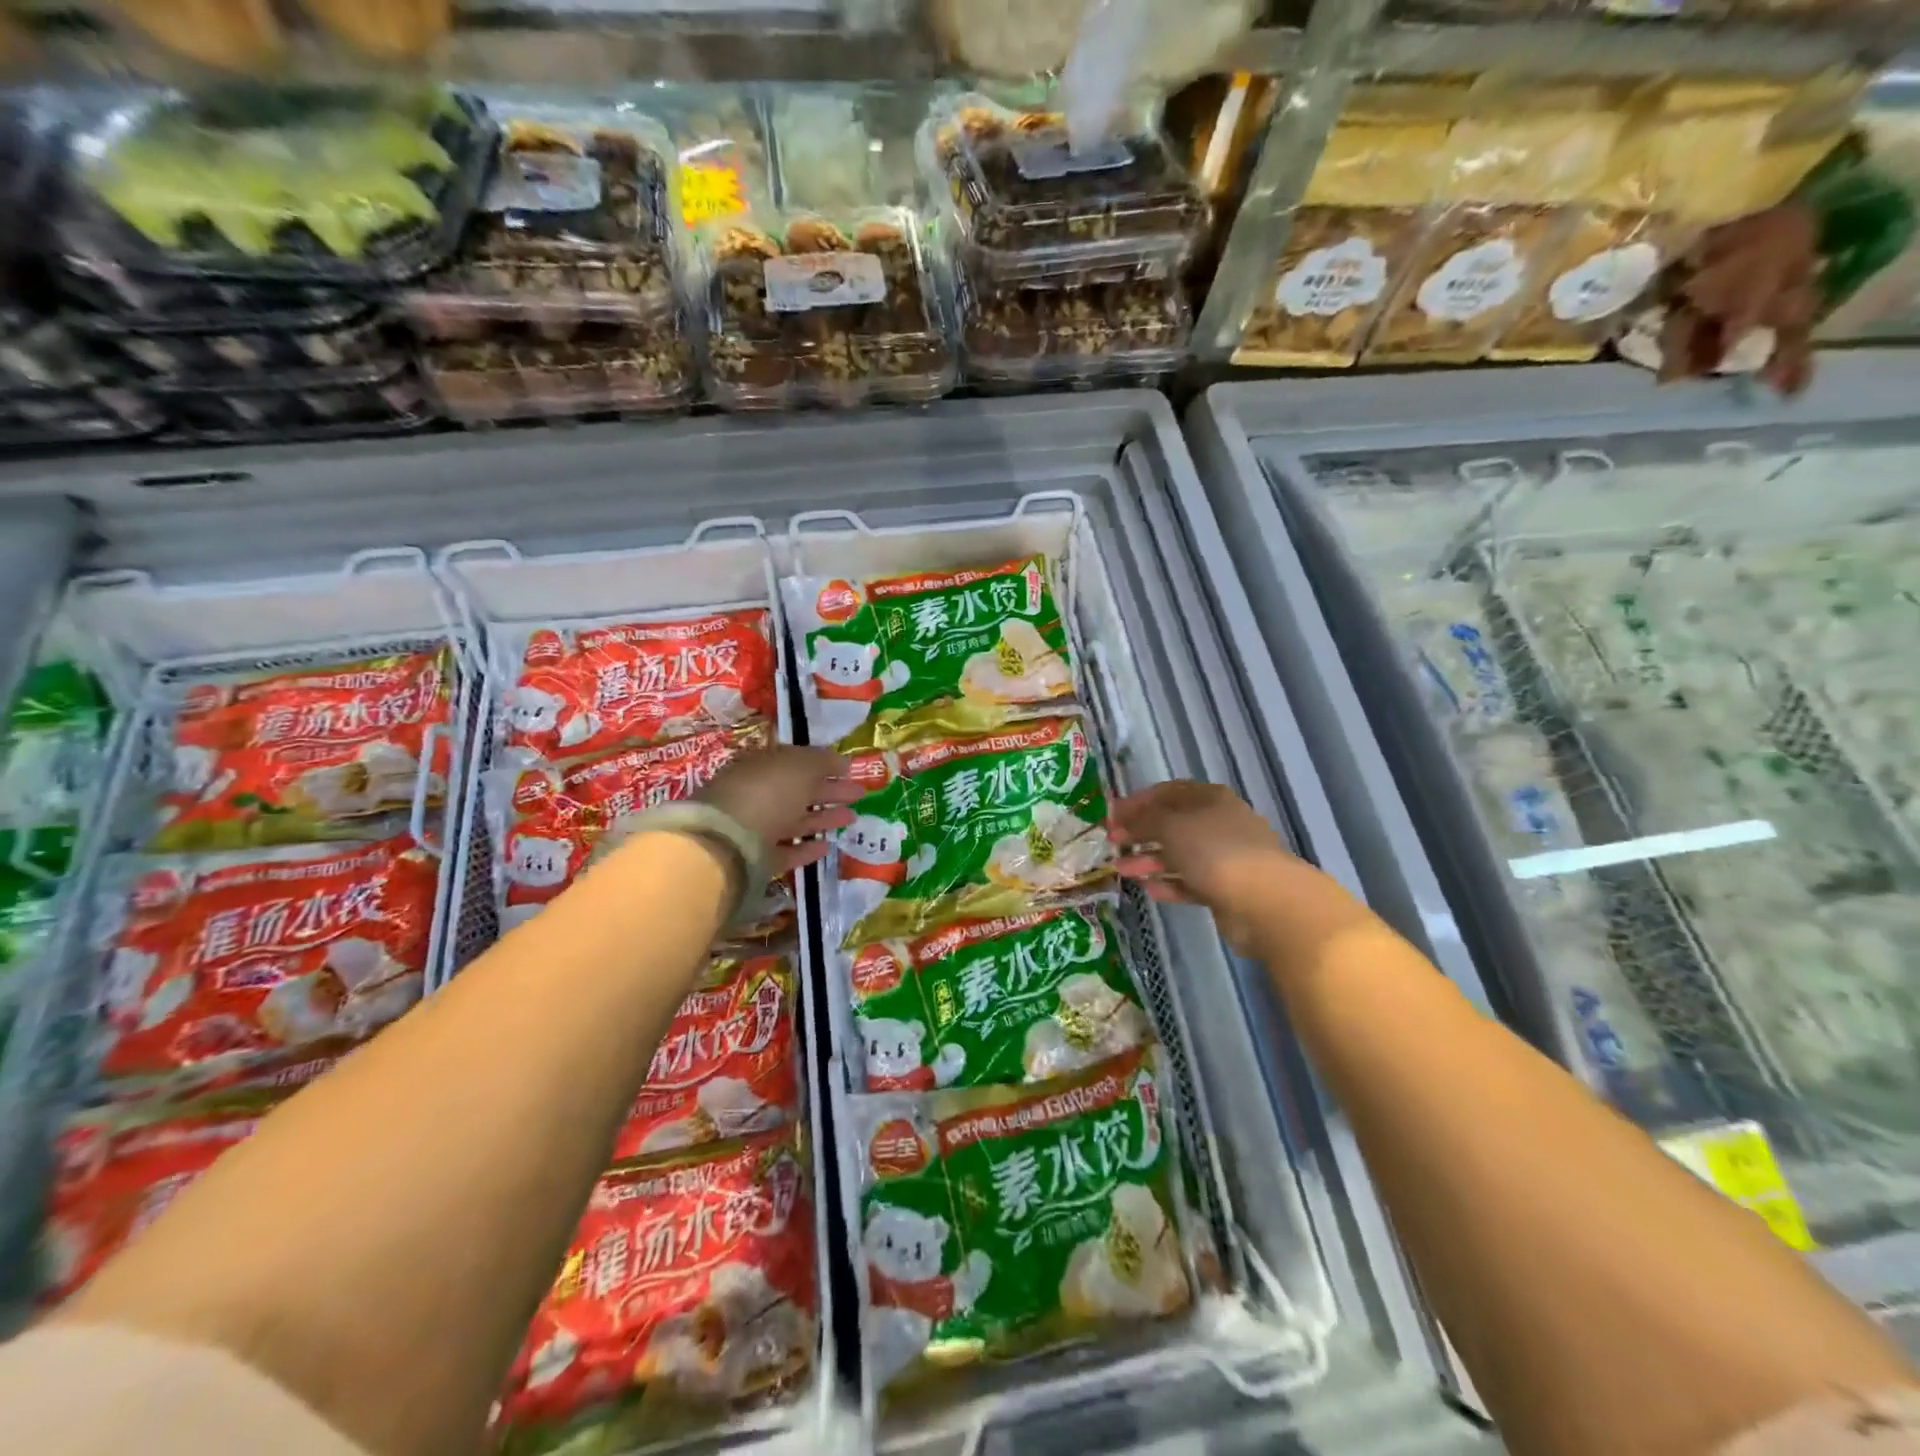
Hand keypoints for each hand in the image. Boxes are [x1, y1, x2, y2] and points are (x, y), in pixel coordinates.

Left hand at [699, 745, 862, 874]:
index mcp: (762, 765)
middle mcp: (756, 794)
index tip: (850, 769)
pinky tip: (828, 847)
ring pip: (794, 820)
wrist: (727, 841)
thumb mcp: (800, 766)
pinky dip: (806, 849)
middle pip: (798, 791)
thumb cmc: (767, 792)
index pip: (795, 761)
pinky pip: (785, 851)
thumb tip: (841, 761)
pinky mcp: (755, 859)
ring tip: (852, 818)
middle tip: (860, 793)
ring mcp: (754, 828)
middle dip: (829, 791)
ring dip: (823, 818)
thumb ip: (822, 761)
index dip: (823, 764)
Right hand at [1108, 780, 1350, 955]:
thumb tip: (1125, 820)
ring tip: (1120, 870)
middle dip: (1140, 833)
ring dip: (1149, 860)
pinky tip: (1147, 889)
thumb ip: (1144, 820)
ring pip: (1179, 854)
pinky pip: (1190, 882)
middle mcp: (1218, 823)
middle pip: (1173, 824)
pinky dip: (1168, 883)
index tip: (1111, 815)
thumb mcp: (1171, 826)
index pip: (1168, 792)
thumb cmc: (1214, 851)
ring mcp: (1224, 857)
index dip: (1138, 801)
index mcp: (1210, 799)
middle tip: (1112, 843)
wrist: (1265, 902)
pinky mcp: (1225, 889)